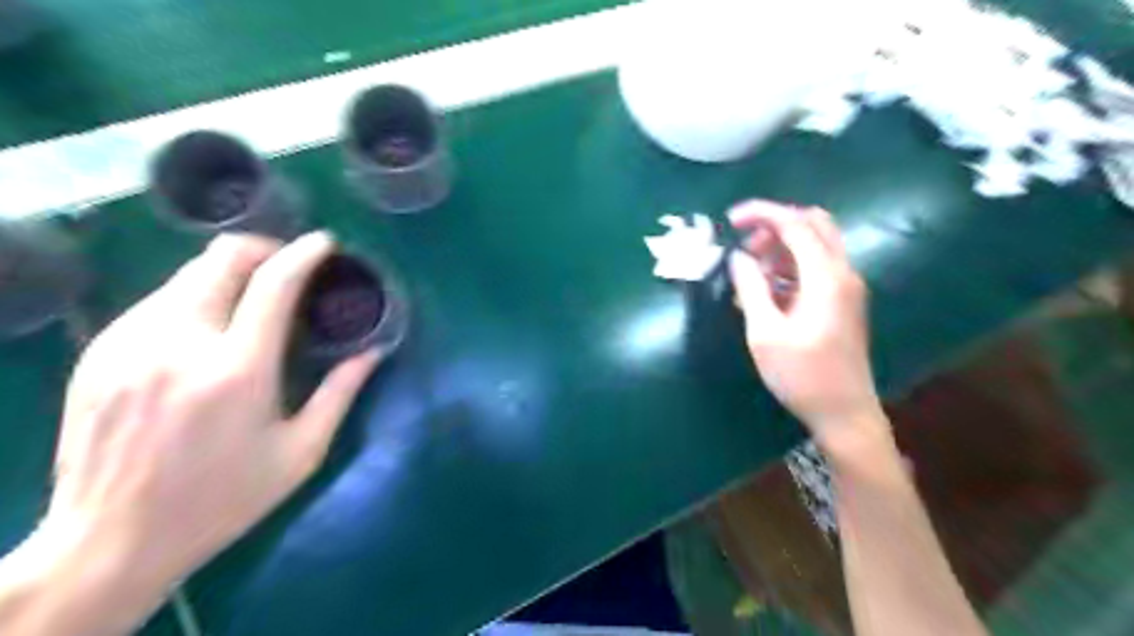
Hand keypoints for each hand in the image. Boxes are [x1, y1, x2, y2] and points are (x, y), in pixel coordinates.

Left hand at [43, 232, 380, 598]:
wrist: (110, 540)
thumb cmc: (223, 499)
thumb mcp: (300, 453)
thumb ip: (340, 394)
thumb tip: (372, 353)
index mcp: (238, 370)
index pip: (273, 284)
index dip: (303, 254)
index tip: (324, 243)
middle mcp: (180, 343)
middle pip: (221, 260)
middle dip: (262, 249)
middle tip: (287, 265)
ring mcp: (130, 344)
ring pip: (185, 275)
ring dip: (227, 273)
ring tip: (250, 298)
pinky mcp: (100, 354)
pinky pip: (156, 302)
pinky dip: (192, 298)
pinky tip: (206, 328)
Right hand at [732, 201, 879, 440]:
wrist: (844, 413)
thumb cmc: (801, 376)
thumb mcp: (765, 333)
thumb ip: (750, 288)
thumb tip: (737, 258)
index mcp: (826, 277)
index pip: (795, 224)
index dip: (762, 214)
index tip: (731, 219)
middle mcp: (843, 273)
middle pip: (813, 225)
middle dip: (775, 226)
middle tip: (745, 246)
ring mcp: (846, 287)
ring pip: (816, 244)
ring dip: (781, 247)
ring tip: (749, 272)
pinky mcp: (841, 301)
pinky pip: (816, 267)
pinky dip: (790, 266)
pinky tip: (765, 290)